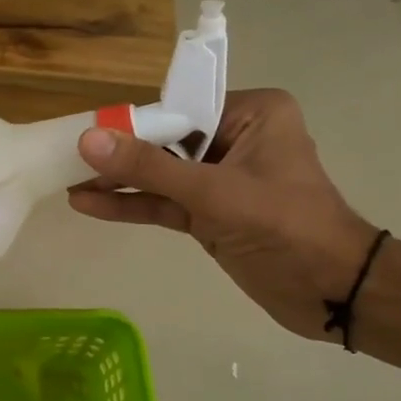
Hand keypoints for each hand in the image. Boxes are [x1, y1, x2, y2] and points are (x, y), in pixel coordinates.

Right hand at [68, 89, 381, 339]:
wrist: (332, 292)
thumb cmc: (284, 226)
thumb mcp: (213, 193)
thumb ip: (149, 168)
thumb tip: (88, 139)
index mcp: (252, 114)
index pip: (179, 108)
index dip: (132, 123)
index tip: (85, 132)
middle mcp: (236, 138)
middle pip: (165, 141)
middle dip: (119, 154)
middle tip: (67, 158)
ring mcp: (222, 179)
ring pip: (160, 174)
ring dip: (119, 181)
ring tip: (68, 183)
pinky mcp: (211, 214)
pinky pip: (165, 202)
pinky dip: (132, 204)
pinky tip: (90, 205)